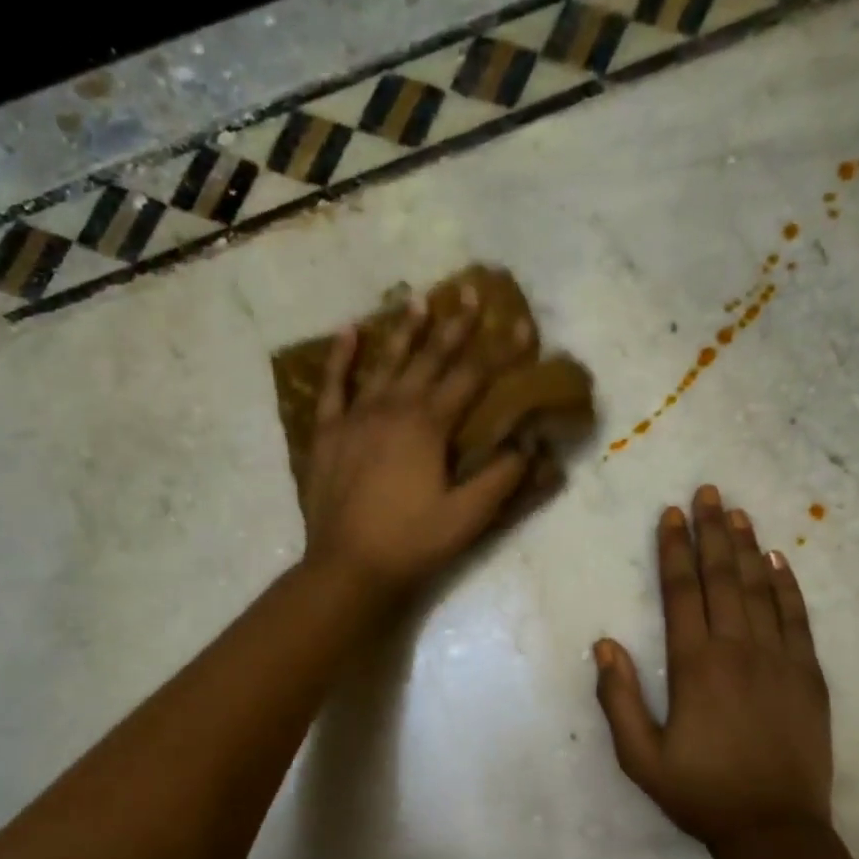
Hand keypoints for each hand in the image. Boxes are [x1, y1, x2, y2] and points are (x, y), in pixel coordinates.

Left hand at [301, 299, 529, 600]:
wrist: (348, 567)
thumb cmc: (413, 542)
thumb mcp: (469, 516)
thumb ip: (502, 477)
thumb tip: (530, 443)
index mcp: (428, 426)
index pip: (471, 378)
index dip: (499, 351)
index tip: (521, 324)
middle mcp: (393, 409)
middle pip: (429, 359)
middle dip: (454, 326)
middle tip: (470, 291)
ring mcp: (356, 418)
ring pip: (384, 363)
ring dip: (404, 331)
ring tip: (419, 300)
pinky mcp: (328, 434)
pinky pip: (333, 387)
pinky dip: (341, 359)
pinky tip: (348, 332)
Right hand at [594, 486, 833, 848]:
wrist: (774, 830)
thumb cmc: (700, 793)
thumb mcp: (640, 757)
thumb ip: (618, 699)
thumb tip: (604, 644)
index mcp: (694, 666)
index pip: (682, 592)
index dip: (675, 550)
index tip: (671, 515)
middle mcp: (737, 650)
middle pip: (722, 578)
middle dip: (711, 532)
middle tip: (707, 492)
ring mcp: (779, 659)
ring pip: (760, 589)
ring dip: (746, 548)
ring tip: (736, 513)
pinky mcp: (808, 675)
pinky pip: (797, 618)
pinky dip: (786, 586)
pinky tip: (777, 561)